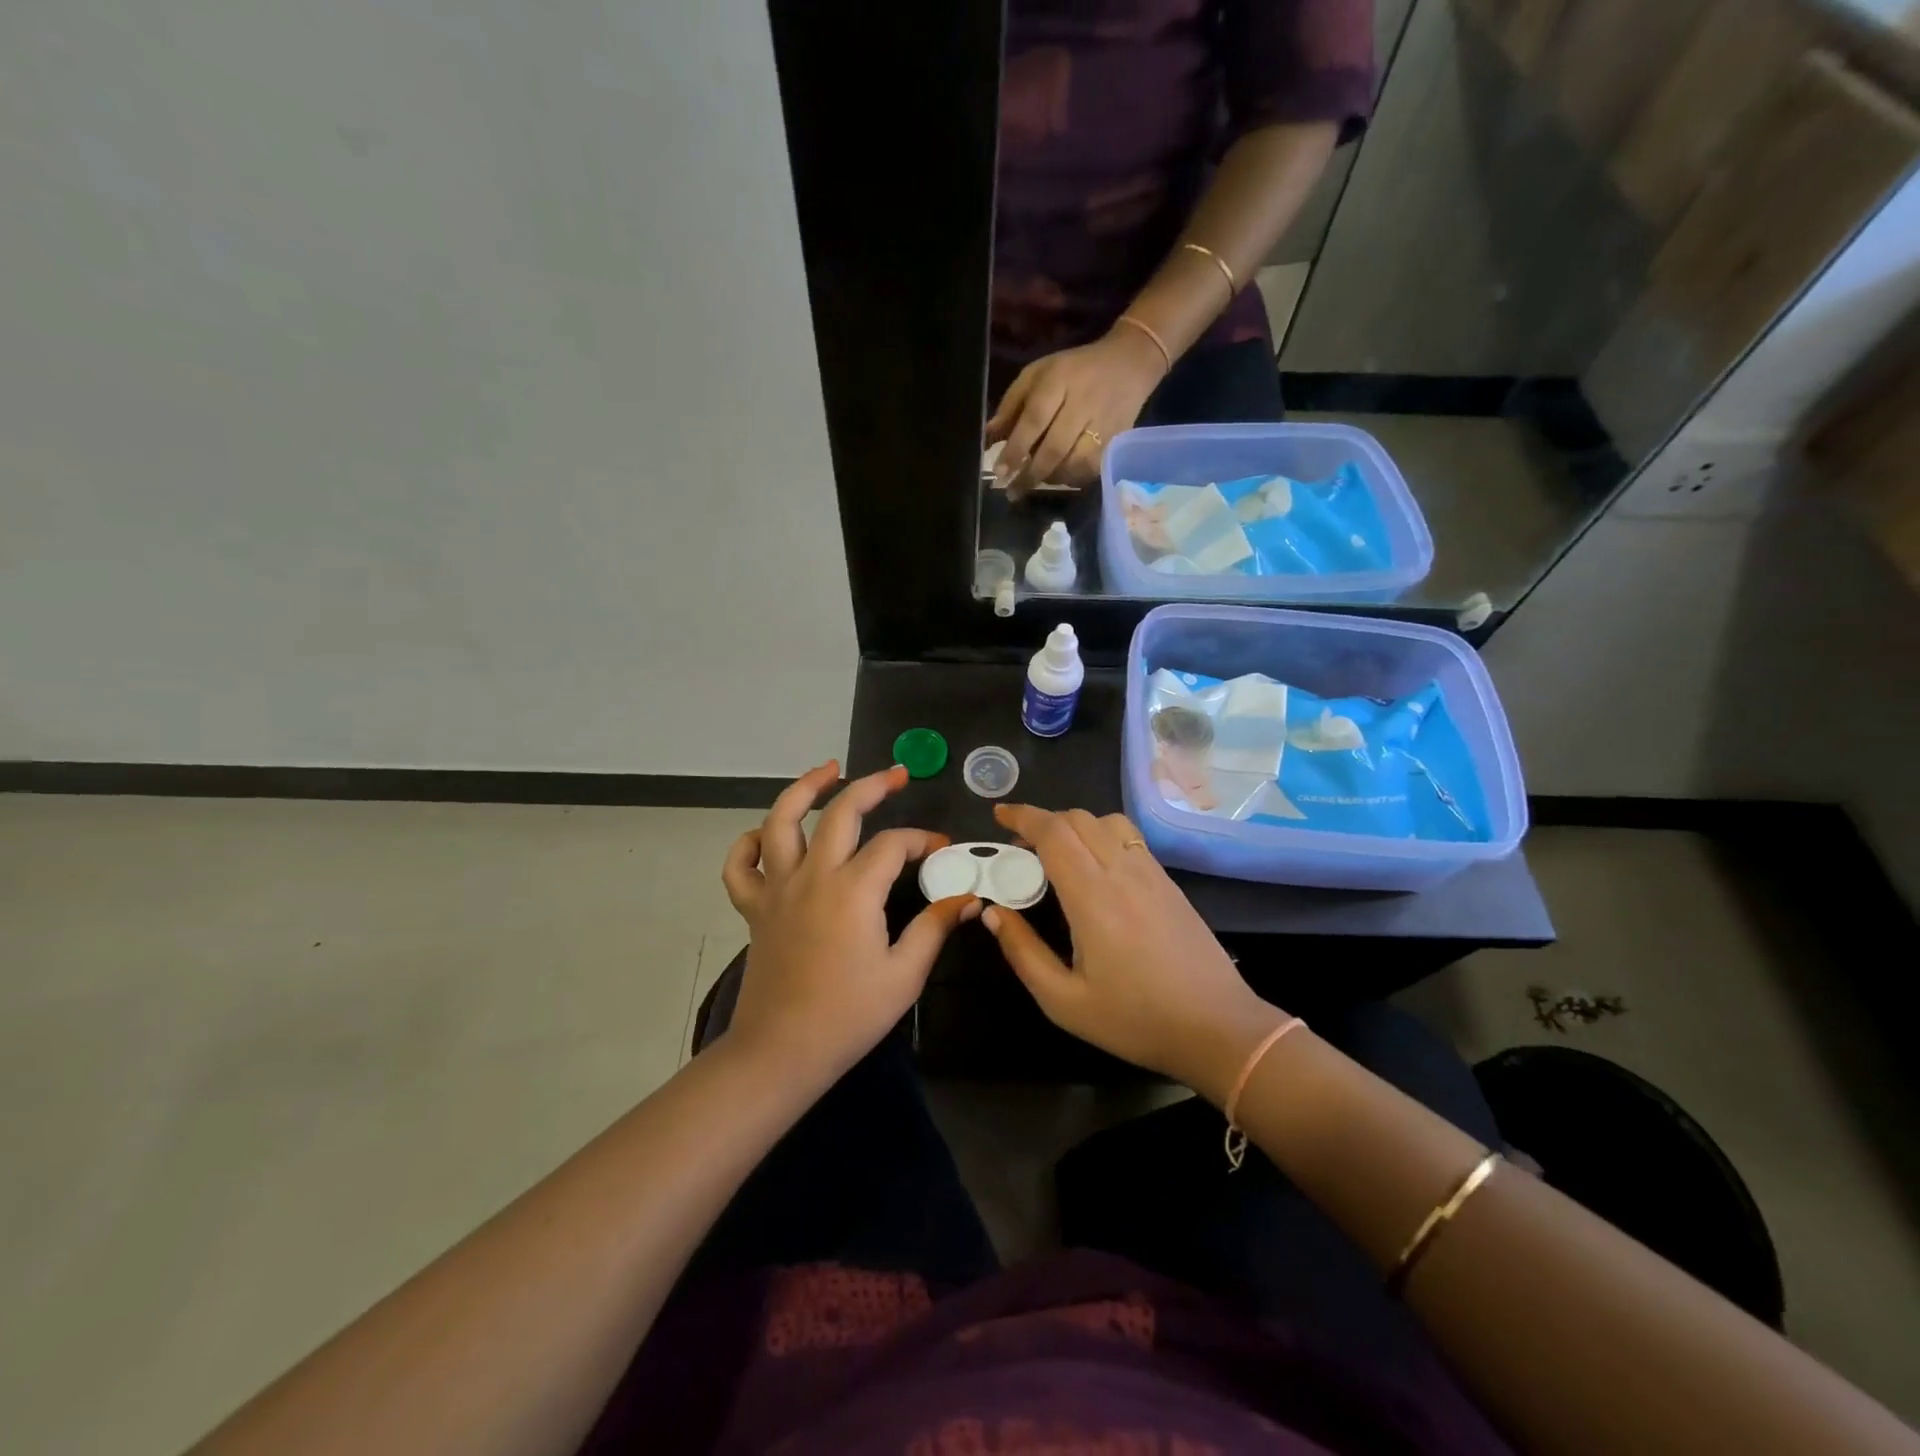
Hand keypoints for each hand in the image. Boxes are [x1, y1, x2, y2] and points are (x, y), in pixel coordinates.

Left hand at [720, 762, 976, 1082]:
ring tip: (827, 770)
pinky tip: (766, 835)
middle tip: (896, 774)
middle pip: (841, 812)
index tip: (943, 849)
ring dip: (805, 789)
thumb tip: (969, 898)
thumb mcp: (905, 974)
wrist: (782, 1051)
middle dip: (872, 786)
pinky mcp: (755, 908)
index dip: (922, 839)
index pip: (894, 844)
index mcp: (854, 890)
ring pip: (781, 821)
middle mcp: (813, 875)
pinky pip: (740, 865)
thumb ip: (935, 927)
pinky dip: (749, 843)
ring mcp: (777, 888)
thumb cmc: (849, 1015)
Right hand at [978, 803, 1284, 1103]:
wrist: (1217, 1028)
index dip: (1023, 816)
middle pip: (1078, 819)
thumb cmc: (1135, 1019)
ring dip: (1074, 824)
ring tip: (1057, 852)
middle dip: (1042, 820)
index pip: (1054, 833)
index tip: (999, 814)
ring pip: (1107, 821)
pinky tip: (1095, 867)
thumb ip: (1023, 952)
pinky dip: (1101, 835)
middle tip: (1020, 847)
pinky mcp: (1168, 882)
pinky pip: (1129, 838)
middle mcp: (1122, 872)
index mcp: (1093, 897)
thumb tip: (993, 913)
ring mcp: (1151, 873)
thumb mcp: (1064, 1001)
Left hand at [986, 325, 1167, 498]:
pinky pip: (1092, 470)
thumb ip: (1011, 405)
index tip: (1000, 473)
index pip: (1034, 420)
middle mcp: (1083, 403)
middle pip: (1054, 448)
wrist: (1129, 364)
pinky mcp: (1118, 440)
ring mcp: (1104, 424)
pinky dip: (1072, 478)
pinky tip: (1061, 476)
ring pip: (1074, 465)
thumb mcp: (1037, 374)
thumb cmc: (1073, 371)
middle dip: (1030, 474)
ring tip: (1035, 481)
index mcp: (1059, 380)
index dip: (1016, 449)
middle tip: (1012, 492)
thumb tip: (988, 437)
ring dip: (1051, 478)